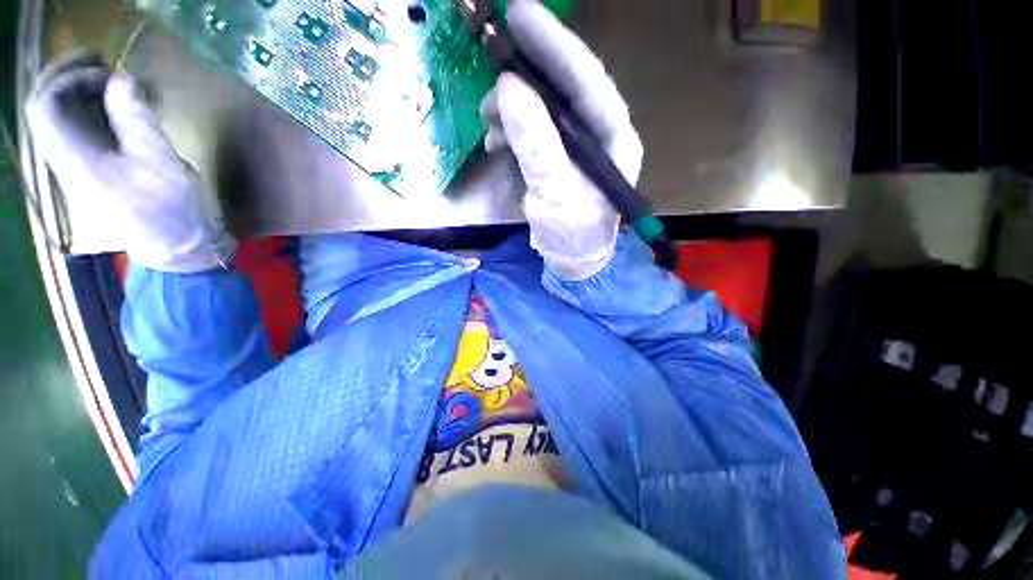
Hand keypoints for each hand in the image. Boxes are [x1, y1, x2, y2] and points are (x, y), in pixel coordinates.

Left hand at [25, 54, 232, 272]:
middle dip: (76, 76)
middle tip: (110, 64)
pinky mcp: (99, 166)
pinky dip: (106, 110)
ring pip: (71, 113)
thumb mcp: (158, 160)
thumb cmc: (167, 208)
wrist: (175, 245)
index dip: (68, 75)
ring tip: (130, 86)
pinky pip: (89, 126)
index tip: (105, 68)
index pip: (46, 102)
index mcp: (73, 155)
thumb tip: (122, 76)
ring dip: (95, 92)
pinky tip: (133, 108)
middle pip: (52, 104)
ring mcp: (82, 161)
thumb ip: (134, 117)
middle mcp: (68, 154)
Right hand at [481, 1, 643, 280]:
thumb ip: (537, 145)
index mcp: (613, 139)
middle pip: (564, 87)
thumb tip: (509, 90)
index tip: (521, 14)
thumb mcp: (555, 194)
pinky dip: (510, 129)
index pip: (587, 80)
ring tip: (487, 118)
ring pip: (543, 108)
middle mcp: (598, 134)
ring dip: (512, 107)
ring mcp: (576, 146)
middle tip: (493, 56)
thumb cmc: (573, 234)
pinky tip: (495, 139)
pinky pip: (532, 130)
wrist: (572, 259)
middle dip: (527, 72)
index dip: (555, 45)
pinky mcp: (557, 157)